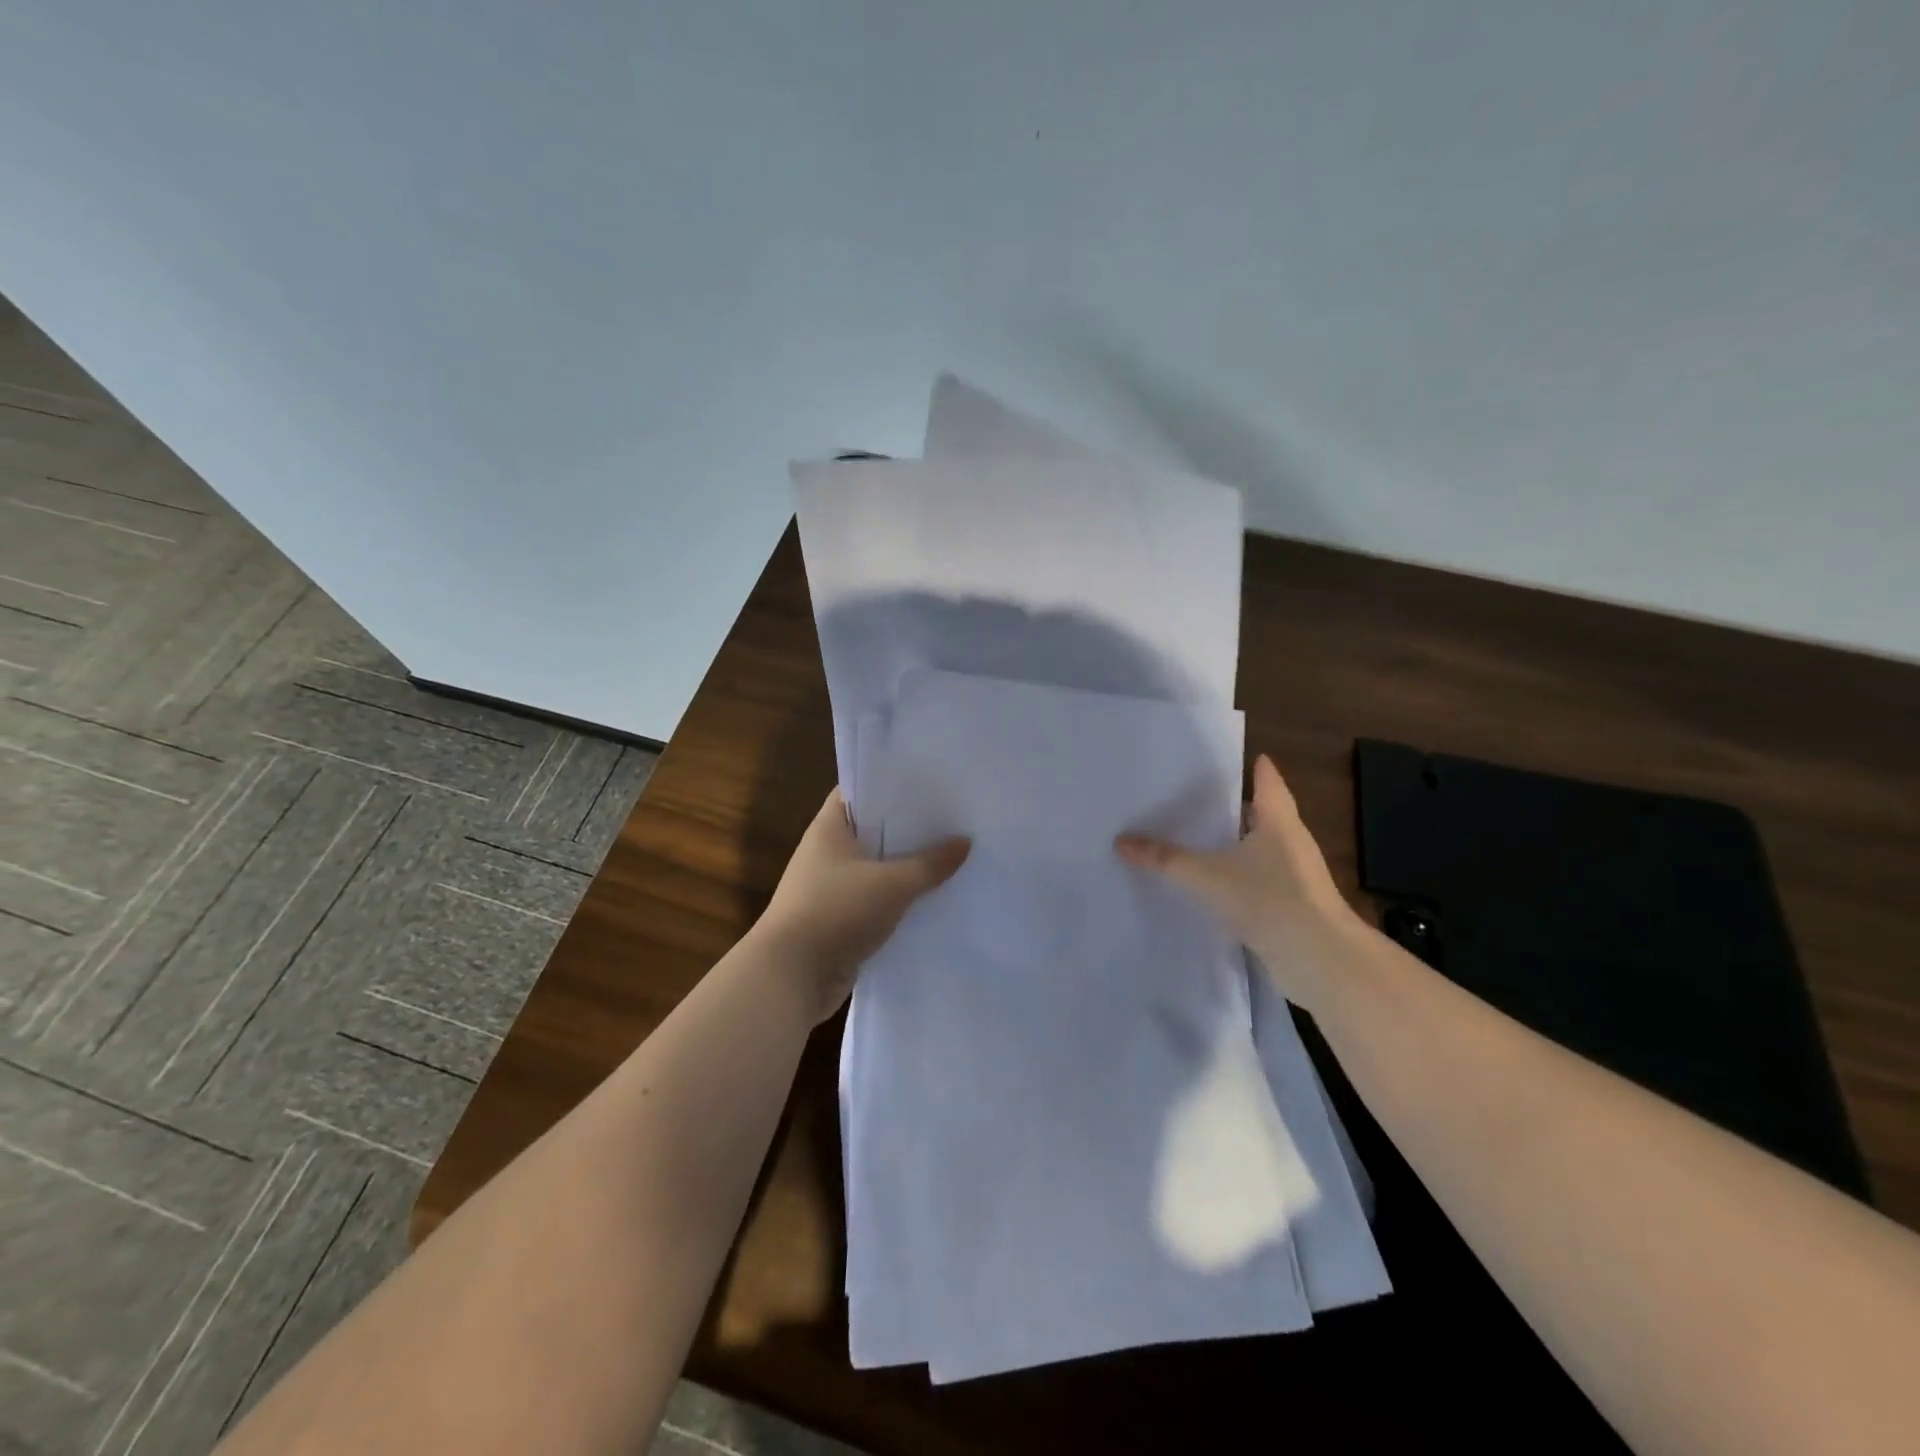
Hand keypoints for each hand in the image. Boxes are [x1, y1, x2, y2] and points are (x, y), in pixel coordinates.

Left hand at [753, 788, 970, 1021]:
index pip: (859, 790)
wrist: (790, 977)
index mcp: (829, 828)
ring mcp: (832, 888)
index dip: (891, 784)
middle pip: (874, 830)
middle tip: (954, 819)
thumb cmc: (836, 911)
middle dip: (909, 828)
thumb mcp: (892, 884)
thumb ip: (931, 863)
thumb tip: (965, 841)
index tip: (929, 783)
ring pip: (878, 869)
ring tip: (953, 857)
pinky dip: (900, 901)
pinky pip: (876, 901)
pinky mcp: (840, 920)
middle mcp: (827, 852)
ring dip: (907, 868)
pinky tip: (934, 900)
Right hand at [1115, 754, 1362, 1010]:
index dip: (1259, 770)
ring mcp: (1298, 877)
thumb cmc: (1267, 898)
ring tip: (1205, 843)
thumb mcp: (1206, 876)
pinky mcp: (1295, 907)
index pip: (1268, 783)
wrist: (1317, 958)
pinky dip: (1243, 879)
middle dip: (1242, 809)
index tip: (1250, 758)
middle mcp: (1293, 843)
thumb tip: (1121, 840)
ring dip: (1241, 847)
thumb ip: (1165, 859)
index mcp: (1278, 822)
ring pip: (1264, 851)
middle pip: (1266, 816)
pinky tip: (1219, 888)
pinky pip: (1264, 882)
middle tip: (1206, 801)